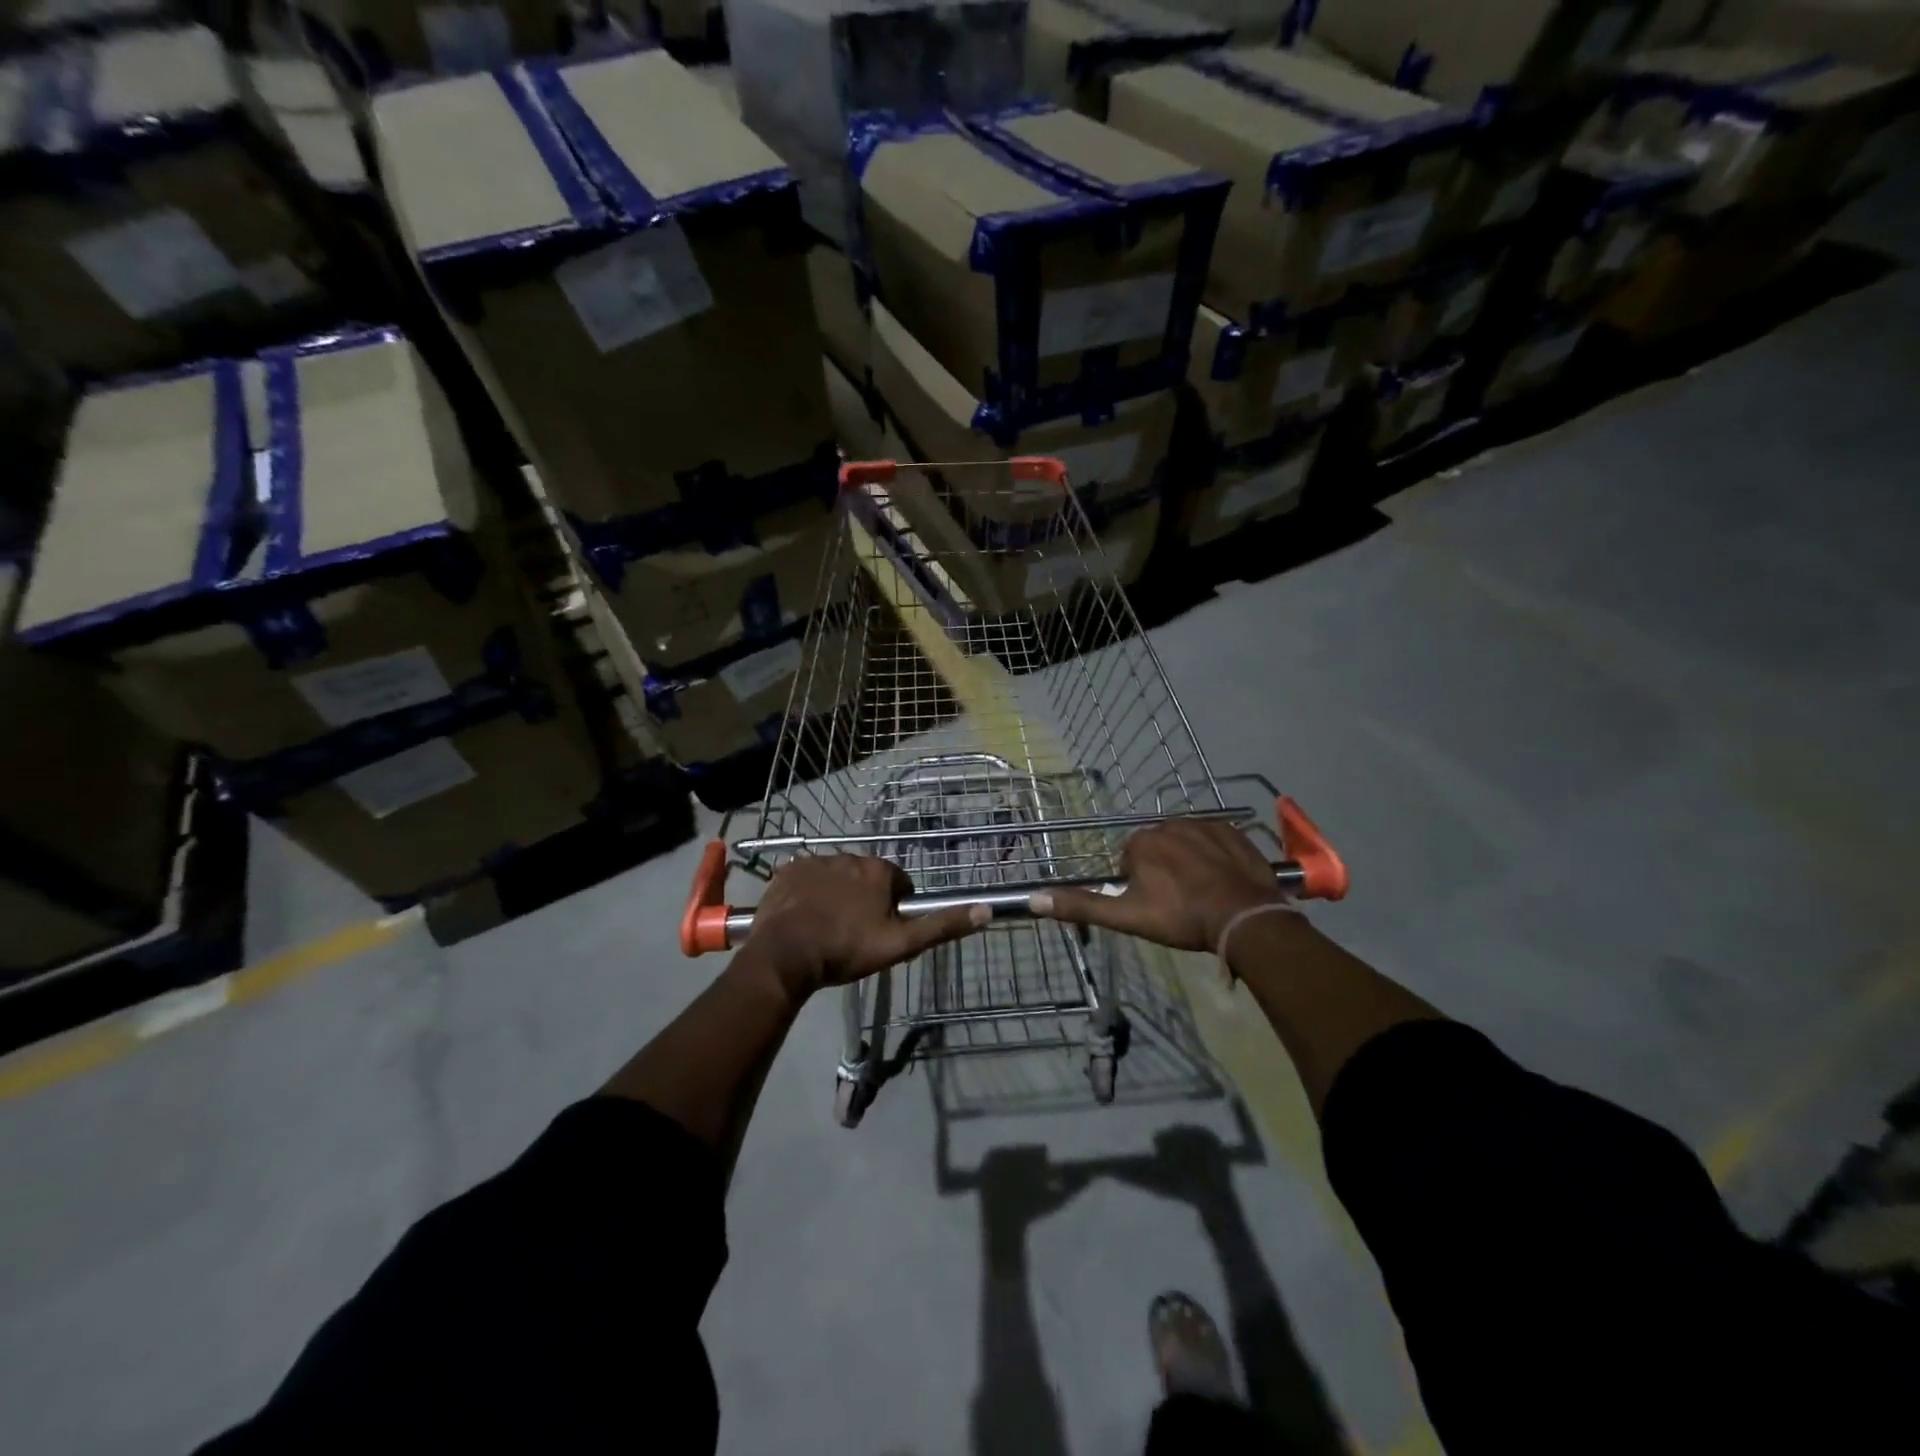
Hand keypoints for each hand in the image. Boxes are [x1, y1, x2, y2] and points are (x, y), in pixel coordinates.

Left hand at [745, 854, 987, 995]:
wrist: (785, 955)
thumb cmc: (846, 950)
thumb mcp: (900, 944)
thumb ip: (941, 926)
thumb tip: (986, 911)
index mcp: (879, 871)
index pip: (898, 884)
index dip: (894, 908)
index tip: (881, 931)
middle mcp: (850, 856)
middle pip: (866, 878)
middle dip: (864, 899)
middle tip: (854, 933)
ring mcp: (816, 861)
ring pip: (836, 877)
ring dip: (836, 895)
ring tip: (826, 928)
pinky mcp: (788, 870)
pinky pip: (806, 878)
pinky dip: (808, 893)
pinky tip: (803, 917)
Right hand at [1031, 820, 1288, 952]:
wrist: (1242, 917)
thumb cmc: (1180, 917)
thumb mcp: (1126, 916)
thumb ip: (1081, 905)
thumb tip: (1034, 898)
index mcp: (1140, 842)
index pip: (1129, 860)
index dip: (1139, 885)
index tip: (1154, 906)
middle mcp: (1168, 824)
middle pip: (1157, 849)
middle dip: (1163, 870)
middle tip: (1178, 903)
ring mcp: (1203, 825)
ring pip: (1185, 843)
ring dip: (1188, 861)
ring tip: (1202, 893)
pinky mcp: (1232, 831)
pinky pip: (1214, 839)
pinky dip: (1215, 855)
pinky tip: (1222, 880)